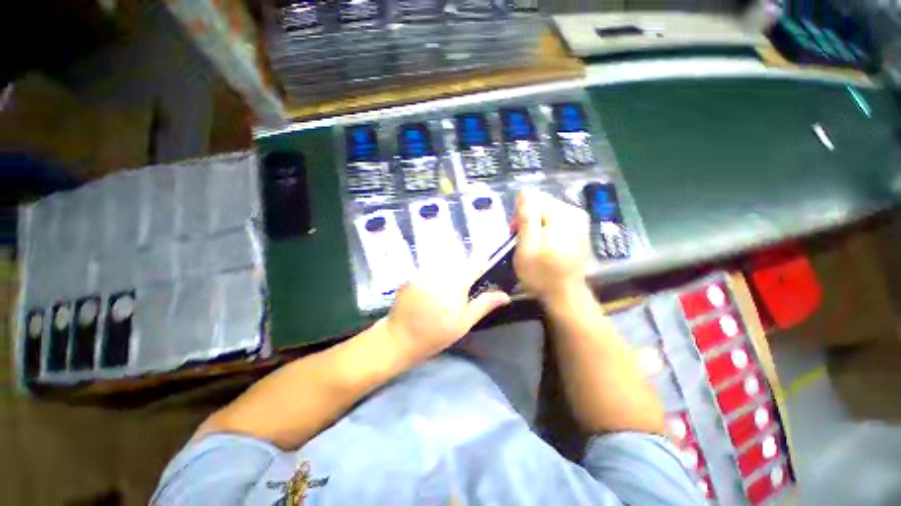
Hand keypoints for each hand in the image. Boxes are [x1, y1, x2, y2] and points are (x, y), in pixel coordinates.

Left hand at [386, 267, 510, 365]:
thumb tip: (505, 296)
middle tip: (461, 283)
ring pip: (442, 263)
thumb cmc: (436, 334)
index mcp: (455, 286)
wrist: (401, 338)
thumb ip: (483, 305)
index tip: (486, 255)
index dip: (481, 259)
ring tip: (444, 288)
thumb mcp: (464, 323)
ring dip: (447, 270)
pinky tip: (430, 287)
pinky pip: (427, 268)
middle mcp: (440, 274)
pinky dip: (433, 273)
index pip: (473, 265)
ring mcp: (423, 273)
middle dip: (462, 268)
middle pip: (457, 262)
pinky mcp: (411, 274)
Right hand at [513, 191, 588, 303]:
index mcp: (563, 215)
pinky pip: (555, 220)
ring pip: (547, 212)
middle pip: (542, 204)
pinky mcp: (579, 229)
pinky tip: (542, 244)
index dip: (520, 215)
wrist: (565, 295)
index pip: (534, 200)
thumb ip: (526, 217)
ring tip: (530, 243)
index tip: (515, 232)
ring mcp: (579, 221)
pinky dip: (544, 229)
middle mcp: (574, 213)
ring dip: (535, 225)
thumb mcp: (527, 247)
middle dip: (528, 219)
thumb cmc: (541, 274)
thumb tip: (524, 191)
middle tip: (520, 239)